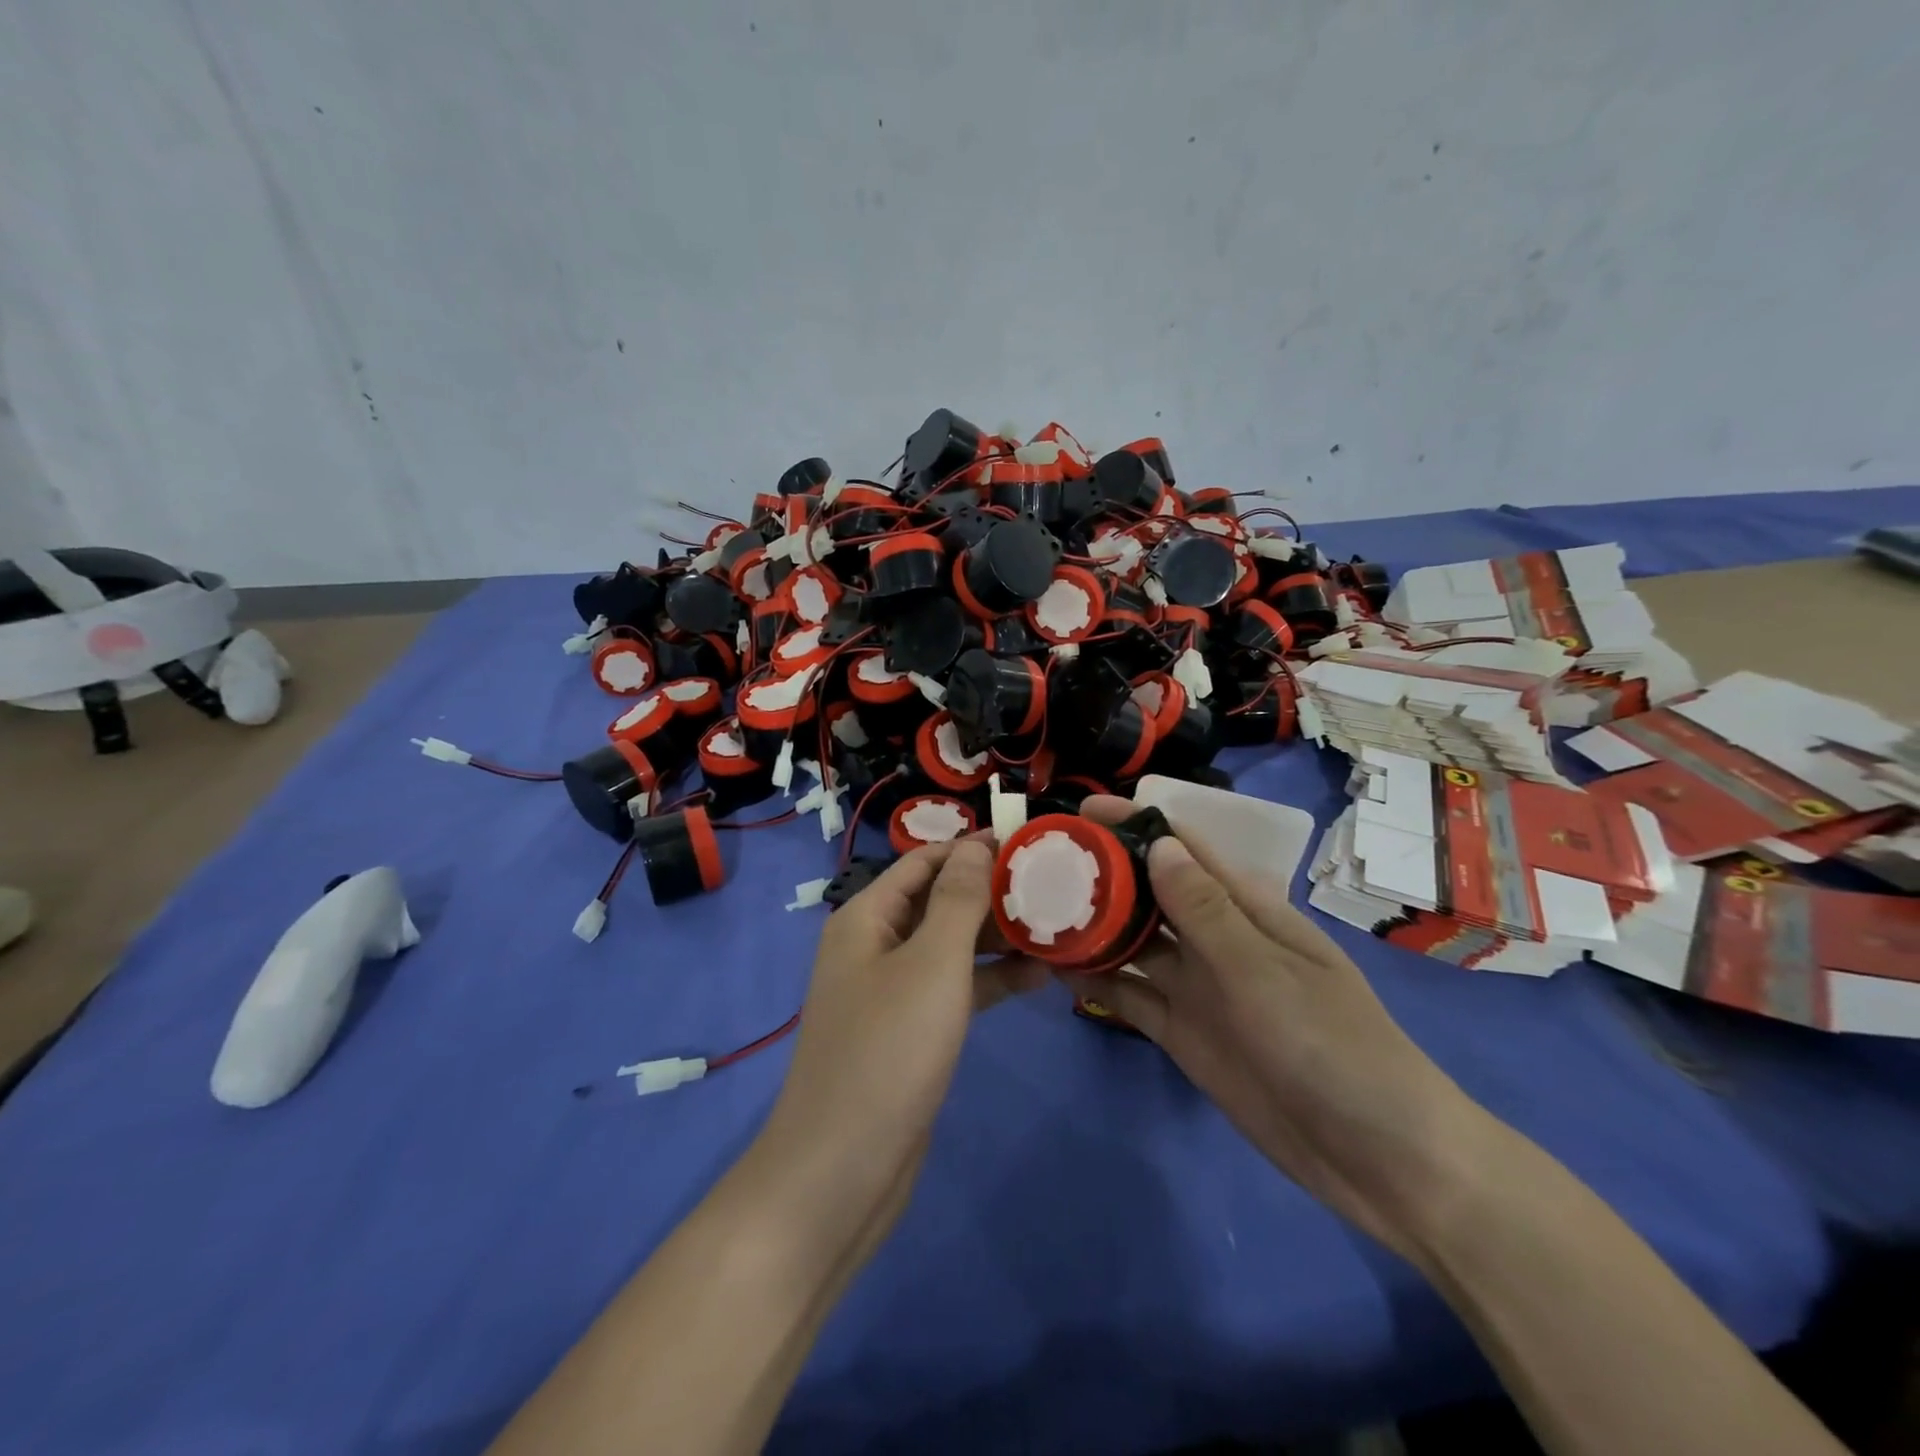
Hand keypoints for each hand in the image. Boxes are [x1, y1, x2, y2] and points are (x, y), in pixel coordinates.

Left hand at [752, 838, 1047, 1237]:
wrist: (841, 1170)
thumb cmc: (887, 1052)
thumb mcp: (931, 964)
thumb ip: (957, 900)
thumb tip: (976, 847)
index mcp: (867, 917)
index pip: (925, 861)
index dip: (973, 847)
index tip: (1028, 841)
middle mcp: (876, 945)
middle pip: (939, 900)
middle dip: (991, 890)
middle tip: (1055, 882)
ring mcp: (893, 991)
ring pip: (951, 946)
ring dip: (997, 935)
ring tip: (1057, 922)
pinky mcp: (911, 1031)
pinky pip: (955, 988)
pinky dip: (991, 980)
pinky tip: (1039, 975)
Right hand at [1059, 797, 1488, 1260]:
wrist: (1380, 1160)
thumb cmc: (1333, 1046)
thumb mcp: (1264, 971)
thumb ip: (1205, 911)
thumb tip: (1158, 842)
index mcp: (1248, 909)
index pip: (1185, 849)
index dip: (1138, 825)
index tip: (1082, 813)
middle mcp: (1217, 939)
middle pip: (1152, 894)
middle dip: (1104, 875)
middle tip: (1042, 865)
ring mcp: (1198, 988)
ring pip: (1135, 944)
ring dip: (1095, 928)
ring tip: (1039, 913)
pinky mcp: (1184, 1034)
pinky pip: (1133, 997)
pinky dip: (1100, 983)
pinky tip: (1059, 971)